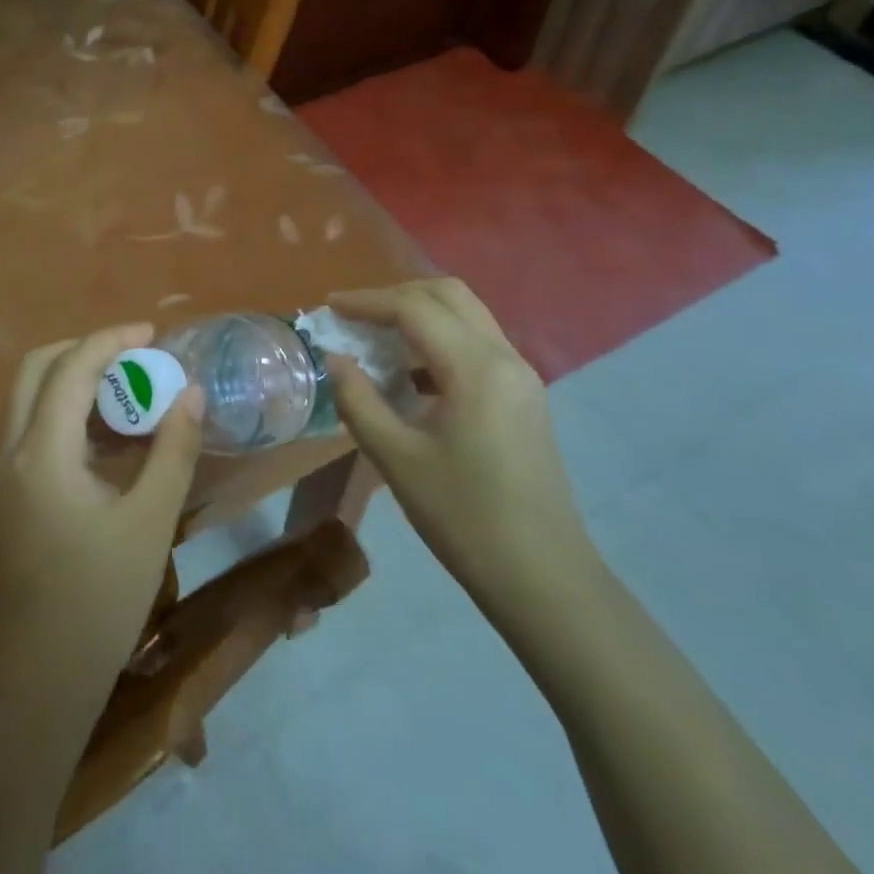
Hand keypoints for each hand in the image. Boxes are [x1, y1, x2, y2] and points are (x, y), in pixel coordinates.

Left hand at [0, 325, 203, 683]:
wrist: (44, 676)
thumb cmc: (101, 598)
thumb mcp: (150, 520)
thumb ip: (173, 449)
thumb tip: (192, 392)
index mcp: (41, 454)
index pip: (70, 369)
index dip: (110, 340)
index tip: (153, 333)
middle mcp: (11, 452)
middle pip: (37, 369)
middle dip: (86, 350)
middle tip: (136, 355)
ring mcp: (4, 474)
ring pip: (33, 397)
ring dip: (78, 380)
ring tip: (133, 389)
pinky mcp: (10, 493)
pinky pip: (37, 428)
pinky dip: (72, 413)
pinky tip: (115, 435)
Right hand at [329, 279, 598, 626]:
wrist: (543, 578)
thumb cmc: (465, 518)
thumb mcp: (397, 459)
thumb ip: (359, 400)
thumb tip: (334, 359)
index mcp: (476, 368)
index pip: (415, 308)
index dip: (367, 301)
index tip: (330, 307)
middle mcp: (505, 357)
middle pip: (448, 295)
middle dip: (396, 296)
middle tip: (355, 316)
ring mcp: (521, 375)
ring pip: (467, 315)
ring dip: (420, 314)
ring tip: (377, 339)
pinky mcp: (524, 396)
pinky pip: (477, 343)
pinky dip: (440, 339)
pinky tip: (412, 375)